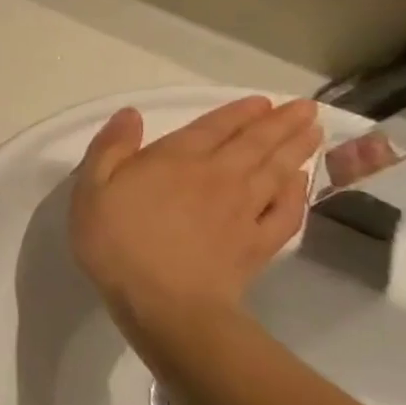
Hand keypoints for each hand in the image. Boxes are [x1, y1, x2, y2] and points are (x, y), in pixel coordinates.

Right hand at [70, 97, 320, 364]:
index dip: (238, 112)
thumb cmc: (117, 242)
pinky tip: (302, 183)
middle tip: (305, 108)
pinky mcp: (258, 243)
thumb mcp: (91, 189)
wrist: (164, 303)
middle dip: (280, 123)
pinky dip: (297, 194)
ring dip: (296, 149)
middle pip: (255, 143)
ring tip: (313, 132)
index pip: (213, 127)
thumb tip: (131, 114)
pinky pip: (286, 211)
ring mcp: (244, 210)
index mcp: (175, 159)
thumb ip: (110, 148)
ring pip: (277, 171)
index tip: (262, 101)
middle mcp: (218, 176)